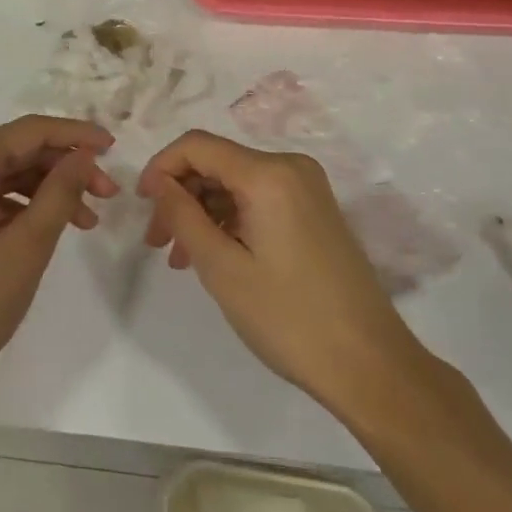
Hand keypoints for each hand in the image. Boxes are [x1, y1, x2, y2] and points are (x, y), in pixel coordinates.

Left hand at [0, 115, 116, 415]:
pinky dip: (24, 204)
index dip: (73, 134)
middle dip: (64, 167)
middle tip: (108, 192)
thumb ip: (61, 190)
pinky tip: (56, 224)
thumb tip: (85, 154)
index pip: (26, 132)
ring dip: (48, 188)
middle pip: (16, 150)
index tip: (113, 146)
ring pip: (6, 172)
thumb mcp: (28, 244)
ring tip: (89, 218)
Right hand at [138, 130, 424, 422]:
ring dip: (202, 211)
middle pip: (216, 163)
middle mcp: (290, 167)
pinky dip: (229, 220)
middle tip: (157, 242)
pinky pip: (258, 199)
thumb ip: (182, 215)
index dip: (161, 168)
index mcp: (269, 173)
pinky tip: (213, 254)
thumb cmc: (289, 317)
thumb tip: (159, 182)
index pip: (196, 145)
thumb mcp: (221, 267)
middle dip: (180, 195)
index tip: (141, 206)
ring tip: (180, 257)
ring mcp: (307, 188)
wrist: (370, 366)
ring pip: (235, 183)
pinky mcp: (314, 210)